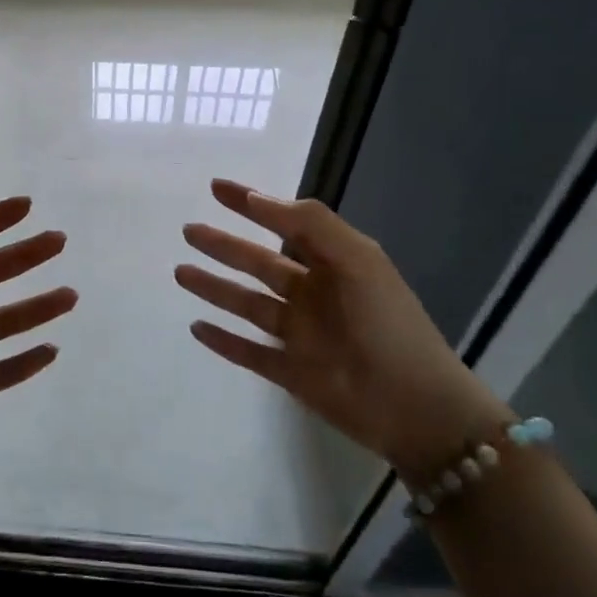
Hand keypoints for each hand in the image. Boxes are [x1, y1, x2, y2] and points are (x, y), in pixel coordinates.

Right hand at [176, 179, 509, 474]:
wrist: (416, 409)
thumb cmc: (388, 325)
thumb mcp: (359, 260)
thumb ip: (312, 224)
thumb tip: (259, 199)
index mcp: (333, 264)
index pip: (284, 224)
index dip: (251, 204)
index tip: (216, 187)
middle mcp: (312, 294)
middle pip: (258, 263)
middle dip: (224, 246)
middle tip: (189, 231)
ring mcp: (299, 335)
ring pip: (246, 304)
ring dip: (214, 288)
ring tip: (180, 272)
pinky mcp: (290, 372)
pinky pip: (248, 352)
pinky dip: (223, 340)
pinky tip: (196, 327)